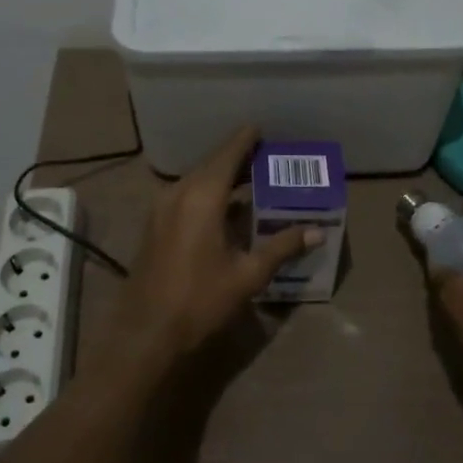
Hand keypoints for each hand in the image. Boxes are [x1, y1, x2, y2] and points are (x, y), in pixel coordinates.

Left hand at [108, 126, 320, 362]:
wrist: (146, 333)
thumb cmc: (200, 300)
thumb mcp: (248, 274)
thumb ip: (282, 247)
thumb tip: (316, 231)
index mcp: (202, 197)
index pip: (227, 155)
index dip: (245, 140)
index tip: (262, 129)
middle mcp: (178, 193)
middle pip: (211, 165)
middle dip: (237, 158)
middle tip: (266, 156)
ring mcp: (161, 209)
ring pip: (196, 180)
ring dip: (222, 177)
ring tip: (251, 179)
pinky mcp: (155, 226)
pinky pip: (185, 196)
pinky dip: (207, 193)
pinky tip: (226, 208)